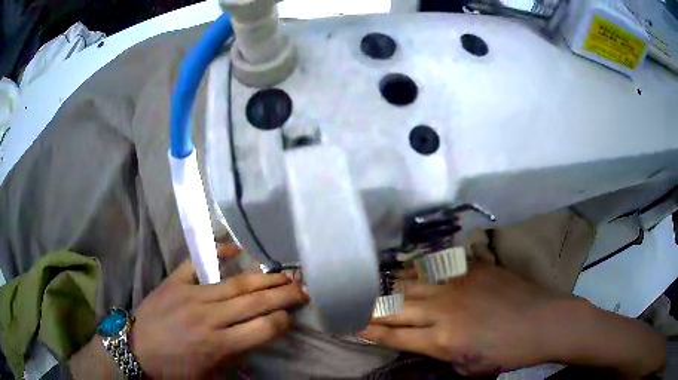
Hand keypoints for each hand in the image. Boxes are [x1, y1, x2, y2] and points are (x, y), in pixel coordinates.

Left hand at [129, 243, 307, 377]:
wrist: (135, 349)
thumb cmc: (173, 369)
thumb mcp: (208, 377)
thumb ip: (235, 361)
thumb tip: (257, 347)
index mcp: (218, 345)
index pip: (263, 328)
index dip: (283, 321)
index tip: (292, 317)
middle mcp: (208, 317)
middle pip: (254, 301)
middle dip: (284, 294)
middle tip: (303, 288)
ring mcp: (190, 295)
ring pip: (234, 283)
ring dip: (263, 278)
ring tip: (283, 273)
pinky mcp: (174, 282)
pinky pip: (198, 262)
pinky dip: (217, 252)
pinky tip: (235, 247)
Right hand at [359, 262, 562, 374]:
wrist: (544, 321)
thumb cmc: (508, 352)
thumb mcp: (470, 368)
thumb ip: (442, 355)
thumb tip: (424, 343)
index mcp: (442, 340)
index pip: (394, 335)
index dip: (369, 330)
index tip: (351, 324)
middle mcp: (443, 309)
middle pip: (395, 307)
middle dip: (370, 308)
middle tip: (354, 305)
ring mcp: (458, 284)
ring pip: (413, 282)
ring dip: (391, 287)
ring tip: (378, 287)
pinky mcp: (473, 268)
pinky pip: (438, 267)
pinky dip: (420, 271)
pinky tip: (412, 270)